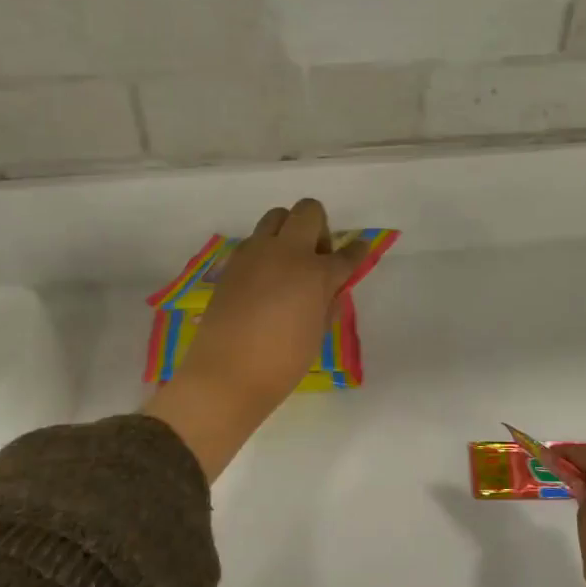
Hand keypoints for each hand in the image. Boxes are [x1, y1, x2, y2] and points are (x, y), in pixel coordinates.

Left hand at [145, 199, 367, 479]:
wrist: (225, 375)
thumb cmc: (282, 363)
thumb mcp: (317, 334)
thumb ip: (328, 302)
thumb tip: (332, 287)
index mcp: (315, 273)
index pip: (346, 254)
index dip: (357, 252)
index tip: (359, 250)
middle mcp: (285, 252)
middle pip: (308, 210)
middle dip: (319, 227)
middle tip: (317, 258)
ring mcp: (254, 254)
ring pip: (276, 217)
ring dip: (289, 231)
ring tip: (288, 264)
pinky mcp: (232, 264)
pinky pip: (254, 241)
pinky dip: (266, 250)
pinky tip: (265, 280)